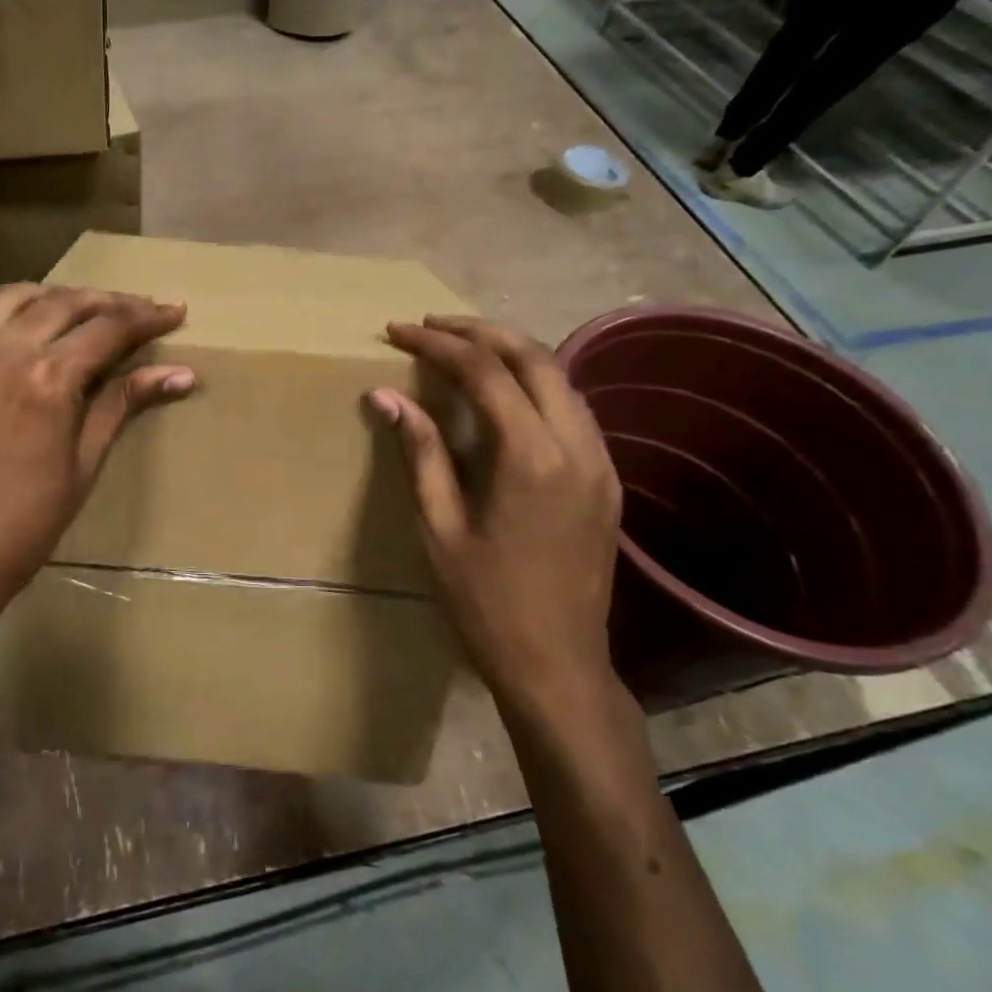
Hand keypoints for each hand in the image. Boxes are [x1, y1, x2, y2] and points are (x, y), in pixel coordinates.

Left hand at [0, 285, 195, 648]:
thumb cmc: (27, 527)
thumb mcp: (85, 464)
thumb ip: (123, 404)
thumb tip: (181, 373)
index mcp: (44, 378)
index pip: (106, 327)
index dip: (146, 316)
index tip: (174, 311)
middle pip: (61, 302)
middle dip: (106, 301)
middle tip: (136, 311)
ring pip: (9, 302)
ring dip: (52, 299)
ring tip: (81, 313)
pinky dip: (8, 332)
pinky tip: (23, 356)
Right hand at [368, 317, 622, 720]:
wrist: (558, 665)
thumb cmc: (485, 603)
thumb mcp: (439, 527)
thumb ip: (419, 453)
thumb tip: (385, 396)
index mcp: (531, 457)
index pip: (485, 372)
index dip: (438, 344)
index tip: (399, 331)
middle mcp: (576, 446)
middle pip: (534, 358)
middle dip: (480, 331)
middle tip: (431, 325)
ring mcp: (600, 462)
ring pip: (561, 379)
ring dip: (512, 352)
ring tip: (462, 348)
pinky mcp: (606, 480)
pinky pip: (573, 408)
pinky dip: (535, 383)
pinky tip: (503, 393)